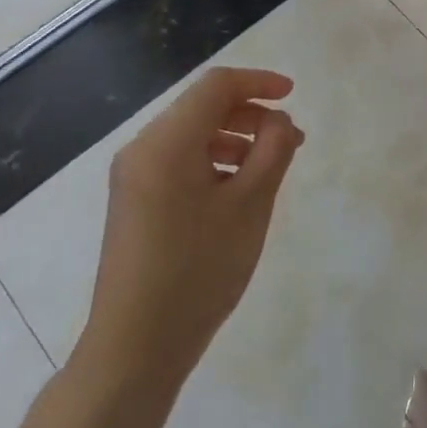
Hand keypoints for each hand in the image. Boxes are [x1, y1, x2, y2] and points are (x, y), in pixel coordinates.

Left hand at [75, 68, 303, 396]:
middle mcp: (142, 148)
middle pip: (201, 108)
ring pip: (190, 135)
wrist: (136, 344)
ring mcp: (133, 176)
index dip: (258, 82)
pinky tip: (237, 191)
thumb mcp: (249, 206)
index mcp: (166, 142)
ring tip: (270, 168)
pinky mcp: (133, 200)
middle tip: (290, 141)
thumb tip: (279, 121)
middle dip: (249, 115)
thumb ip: (272, 151)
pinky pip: (178, 161)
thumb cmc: (199, 270)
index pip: (216, 86)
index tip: (293, 95)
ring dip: (234, 139)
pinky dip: (212, 162)